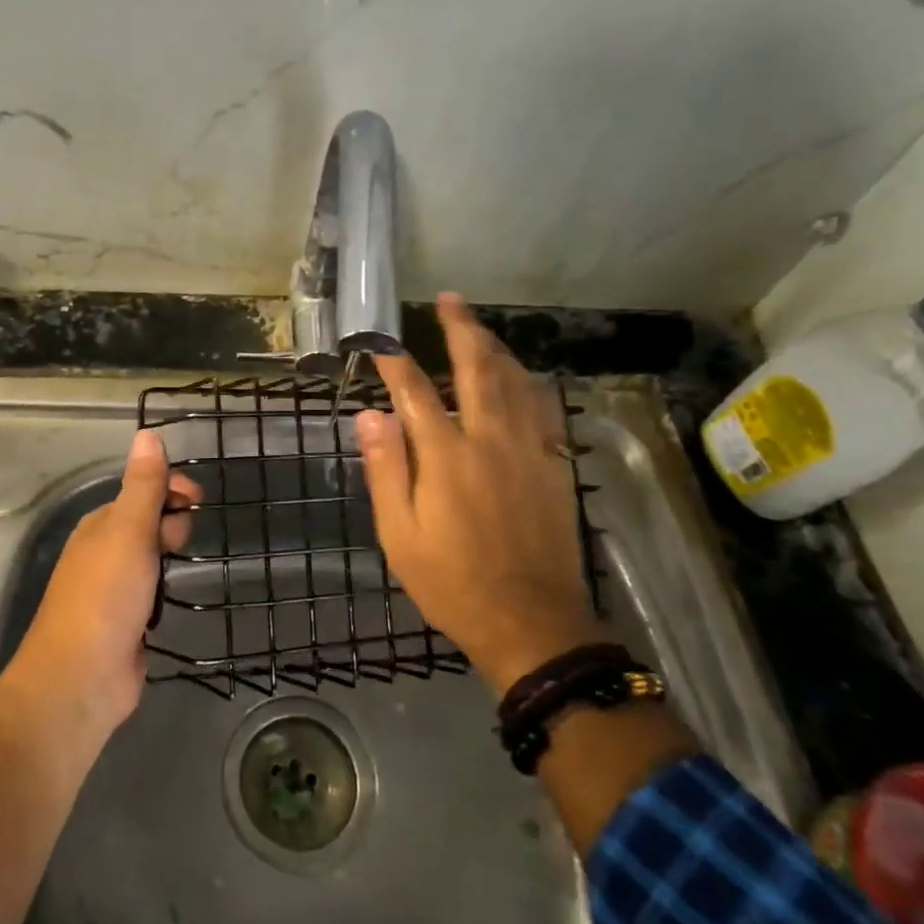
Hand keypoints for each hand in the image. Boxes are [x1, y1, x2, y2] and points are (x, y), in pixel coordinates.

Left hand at [10, 430, 201, 729]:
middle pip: (148, 523)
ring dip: (171, 559)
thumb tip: (147, 432)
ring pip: (152, 559)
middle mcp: (103, 552)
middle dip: (172, 525)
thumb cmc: (105, 597)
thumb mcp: (127, 531)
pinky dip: (166, 591)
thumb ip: (142, 486)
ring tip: (182, 571)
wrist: (80, 680)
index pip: (140, 491)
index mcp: (100, 525)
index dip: (170, 489)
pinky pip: (153, 593)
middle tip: (178, 546)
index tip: (199, 499)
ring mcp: (113, 590)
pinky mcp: (126, 623)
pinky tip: (175, 600)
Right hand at [356, 293, 598, 694]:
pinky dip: (528, 382)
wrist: (530, 622)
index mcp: (445, 456)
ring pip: (515, 380)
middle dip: (461, 329)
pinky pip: (543, 408)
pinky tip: (522, 375)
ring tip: (480, 326)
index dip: (394, 363)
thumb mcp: (400, 533)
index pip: (414, 392)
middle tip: (450, 301)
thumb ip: (386, 469)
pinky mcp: (553, 465)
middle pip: (476, 368)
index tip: (380, 343)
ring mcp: (528, 449)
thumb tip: (370, 415)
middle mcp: (489, 439)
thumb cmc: (452, 581)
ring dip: (495, 347)